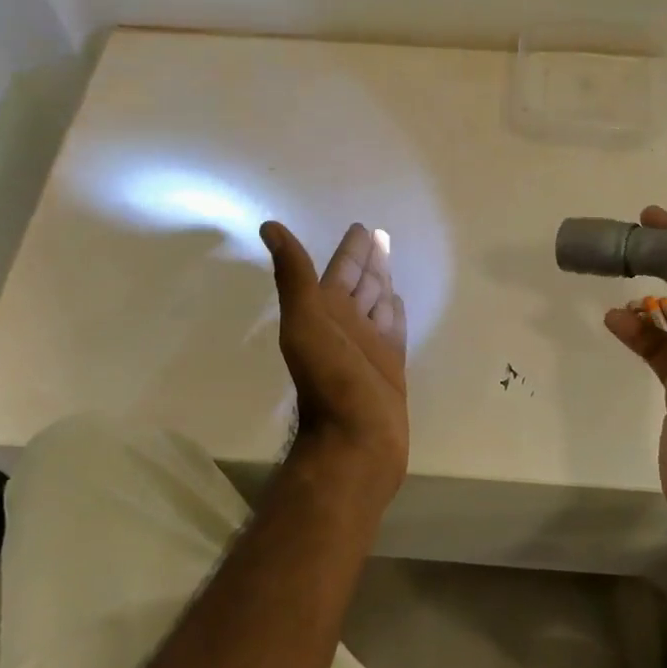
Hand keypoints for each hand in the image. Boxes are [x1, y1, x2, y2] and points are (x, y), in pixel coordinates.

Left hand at [260, 220, 408, 499]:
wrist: (355, 442)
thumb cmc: (331, 380)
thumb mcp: (305, 323)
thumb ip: (293, 276)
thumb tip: (268, 226)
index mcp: (325, 312)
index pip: (341, 270)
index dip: (351, 249)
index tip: (361, 228)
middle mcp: (346, 325)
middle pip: (360, 283)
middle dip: (369, 260)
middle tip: (380, 235)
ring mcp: (369, 346)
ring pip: (377, 303)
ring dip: (382, 281)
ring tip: (390, 260)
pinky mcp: (390, 366)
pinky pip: (394, 329)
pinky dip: (395, 312)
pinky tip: (398, 300)